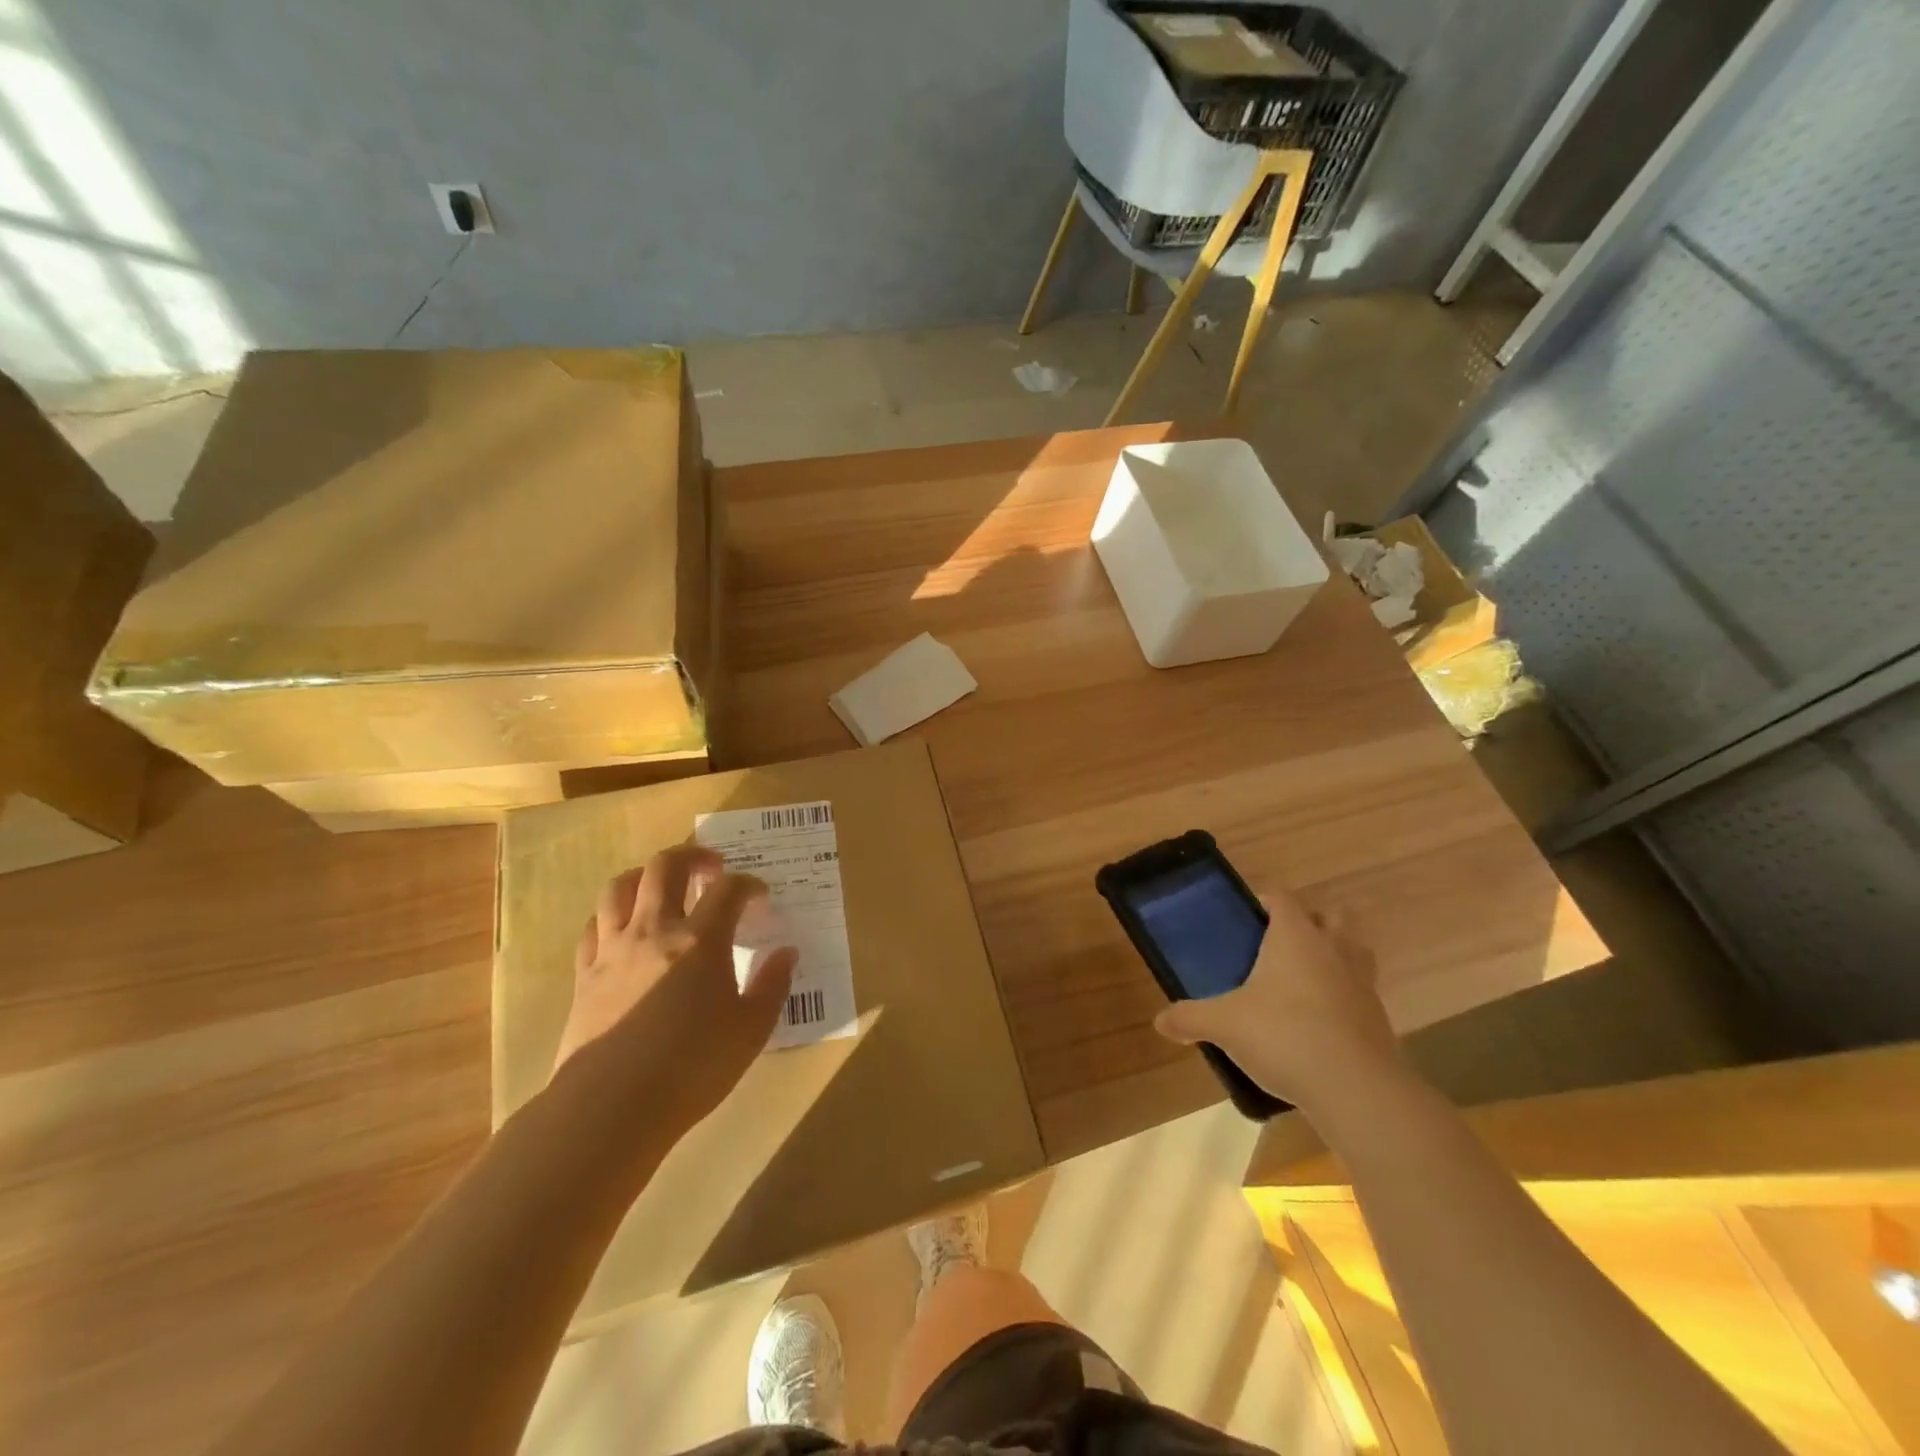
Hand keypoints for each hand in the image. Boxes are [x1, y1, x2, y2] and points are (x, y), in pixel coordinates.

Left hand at [553, 844, 796, 1134]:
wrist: (610, 1107)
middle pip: (666, 867)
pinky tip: (625, 928)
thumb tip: (787, 953)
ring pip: (621, 887)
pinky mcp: (585, 974)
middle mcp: (655, 930)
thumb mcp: (751, 1030)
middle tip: (712, 867)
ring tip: (661, 885)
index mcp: (701, 940)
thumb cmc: (691, 1068)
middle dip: (693, 856)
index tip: (760, 897)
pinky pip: (594, 926)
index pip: (728, 889)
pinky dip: (613, 915)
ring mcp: (614, 949)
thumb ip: (772, 985)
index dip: (749, 885)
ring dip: (645, 875)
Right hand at [1153, 887, 1401, 1116]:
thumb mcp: (1225, 1025)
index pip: (1282, 898)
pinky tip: (1319, 1021)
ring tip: (1303, 979)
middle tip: (1278, 945)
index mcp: (1295, 936)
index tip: (1247, 919)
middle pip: (1330, 915)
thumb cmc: (1284, 1035)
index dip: (1265, 901)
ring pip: (1354, 950)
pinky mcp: (1378, 1017)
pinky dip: (1343, 996)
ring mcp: (1362, 982)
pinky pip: (1360, 991)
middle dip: (1309, 922)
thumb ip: (1190, 1018)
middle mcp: (1333, 949)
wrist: (1356, 1089)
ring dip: (1334, 955)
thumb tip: (1160, 1021)